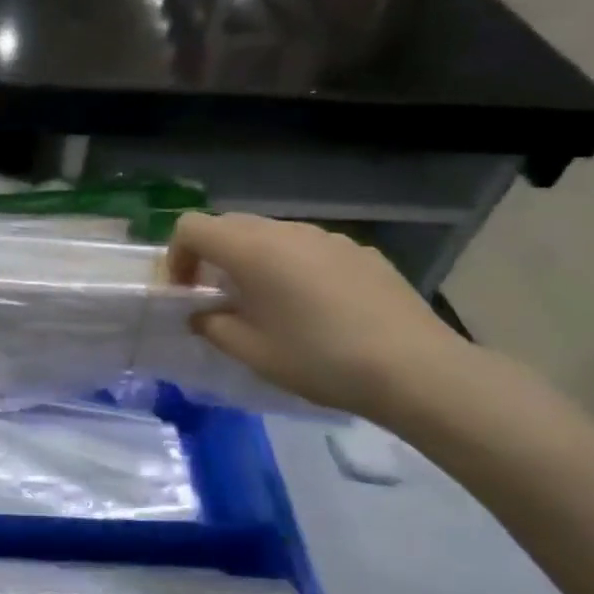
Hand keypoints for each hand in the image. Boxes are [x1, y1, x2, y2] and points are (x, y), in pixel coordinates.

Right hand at [167, 212, 475, 421]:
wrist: (416, 368)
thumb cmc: (320, 359)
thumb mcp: (252, 352)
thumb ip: (212, 325)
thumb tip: (202, 313)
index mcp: (251, 250)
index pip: (191, 227)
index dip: (177, 255)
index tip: (185, 291)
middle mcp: (285, 231)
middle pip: (229, 225)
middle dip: (211, 255)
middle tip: (217, 297)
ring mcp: (326, 237)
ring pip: (270, 235)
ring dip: (252, 260)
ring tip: (267, 304)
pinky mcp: (358, 251)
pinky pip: (307, 248)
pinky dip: (291, 266)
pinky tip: (314, 307)